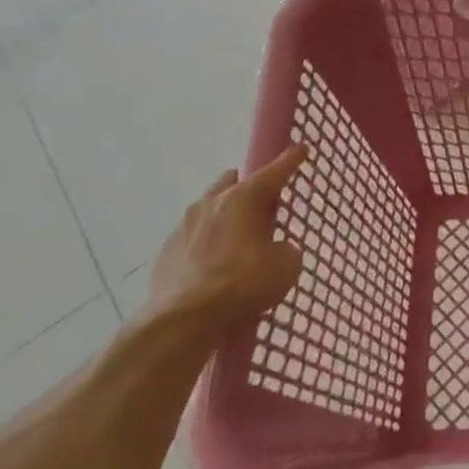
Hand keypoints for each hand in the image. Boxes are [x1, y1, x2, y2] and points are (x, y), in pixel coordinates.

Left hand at [147, 147, 307, 325]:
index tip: (302, 148)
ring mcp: (184, 226)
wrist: (184, 320)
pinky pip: (192, 238)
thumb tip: (276, 250)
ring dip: (225, 217)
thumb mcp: (286, 266)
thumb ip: (285, 249)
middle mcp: (212, 203)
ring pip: (209, 208)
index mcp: (245, 198)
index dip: (291, 160)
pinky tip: (213, 267)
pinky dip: (206, 245)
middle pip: (234, 183)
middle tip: (264, 209)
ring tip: (237, 241)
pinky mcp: (166, 251)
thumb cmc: (243, 284)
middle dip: (250, 189)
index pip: (275, 171)